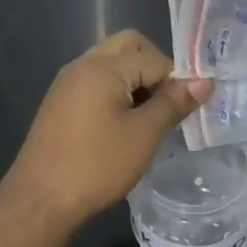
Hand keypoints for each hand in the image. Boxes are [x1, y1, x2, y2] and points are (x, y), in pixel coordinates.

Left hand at [0, 30, 211, 232]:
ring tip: (148, 118)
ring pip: (111, 63)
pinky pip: (96, 82)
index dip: (176, 80)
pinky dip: (116, 92)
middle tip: (167, 104)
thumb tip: (205, 82)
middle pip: (128, 46)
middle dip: (154, 68)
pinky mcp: (60, 103)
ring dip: (135, 80)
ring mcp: (67, 83)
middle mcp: (82, 65)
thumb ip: (174, 103)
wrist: (40, 199)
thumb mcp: (144, 134)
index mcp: (103, 67)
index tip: (185, 110)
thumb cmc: (97, 165)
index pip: (154, 57)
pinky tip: (123, 125)